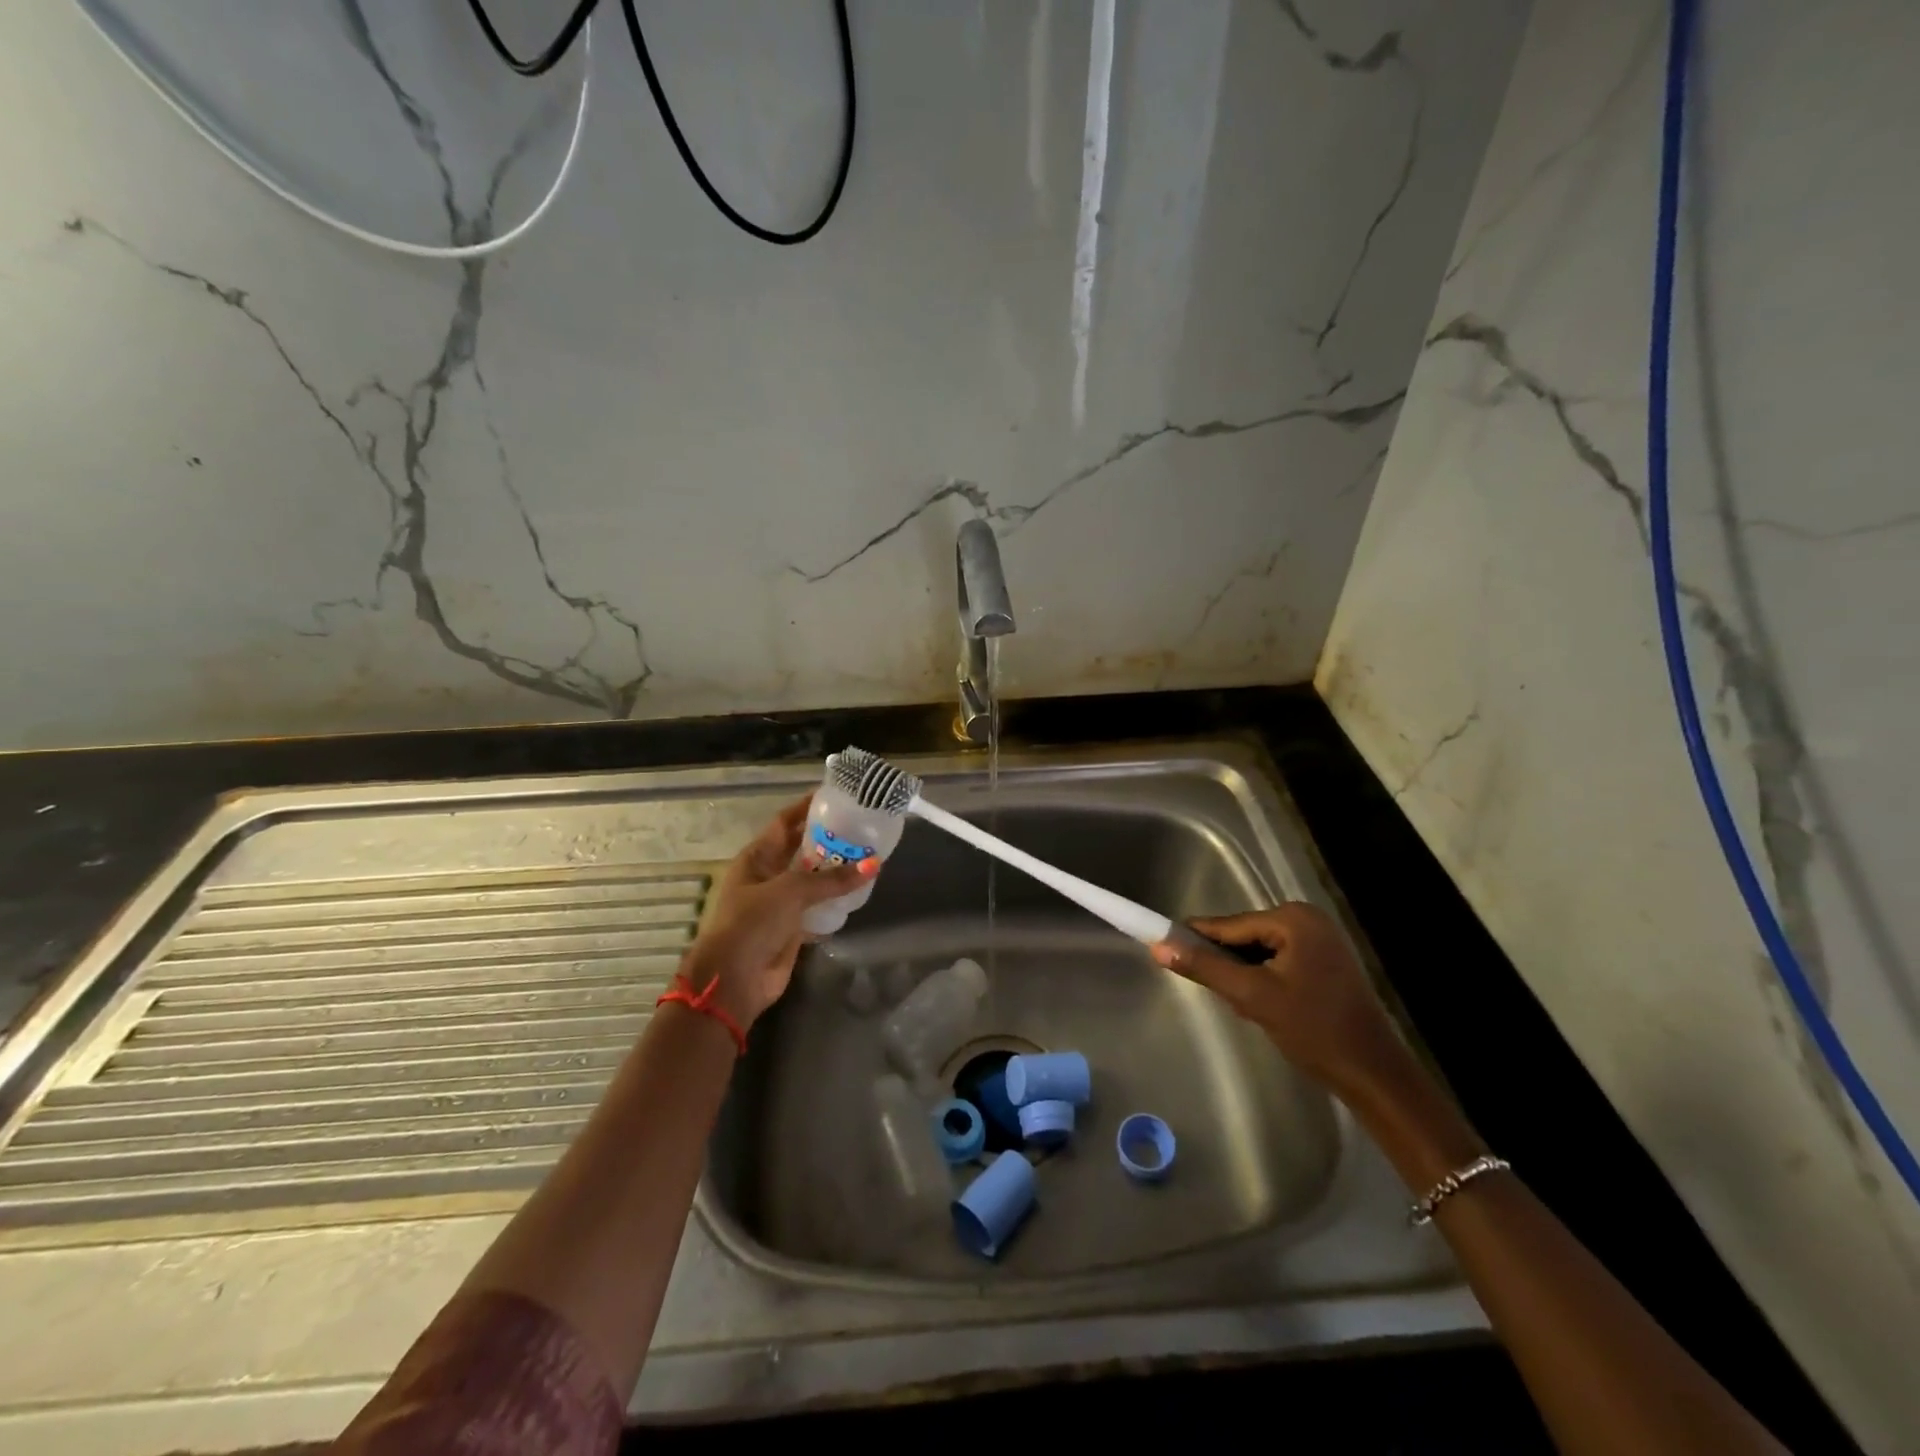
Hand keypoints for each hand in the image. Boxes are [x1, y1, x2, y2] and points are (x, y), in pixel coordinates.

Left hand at [680, 795, 871, 1028]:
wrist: (733, 981)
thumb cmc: (751, 924)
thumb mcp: (790, 892)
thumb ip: (831, 879)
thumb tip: (873, 864)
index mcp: (756, 858)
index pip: (784, 822)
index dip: (806, 808)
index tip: (835, 796)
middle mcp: (767, 875)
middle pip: (801, 849)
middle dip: (827, 839)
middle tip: (861, 826)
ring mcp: (779, 903)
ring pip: (812, 879)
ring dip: (835, 870)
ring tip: (868, 854)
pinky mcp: (792, 928)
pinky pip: (818, 907)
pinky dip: (836, 901)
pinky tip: (860, 891)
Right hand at [1151, 903, 1408, 1100]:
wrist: (1373, 1074)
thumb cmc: (1314, 1030)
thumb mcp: (1252, 997)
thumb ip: (1205, 968)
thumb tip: (1159, 946)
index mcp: (1293, 918)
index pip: (1229, 925)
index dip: (1195, 938)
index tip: (1162, 947)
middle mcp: (1307, 918)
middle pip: (1244, 936)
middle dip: (1227, 963)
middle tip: (1215, 993)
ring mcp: (1320, 938)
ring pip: (1259, 950)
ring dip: (1244, 973)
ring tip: (1240, 1004)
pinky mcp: (1325, 960)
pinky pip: (1277, 960)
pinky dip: (1263, 978)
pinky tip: (1261, 1004)